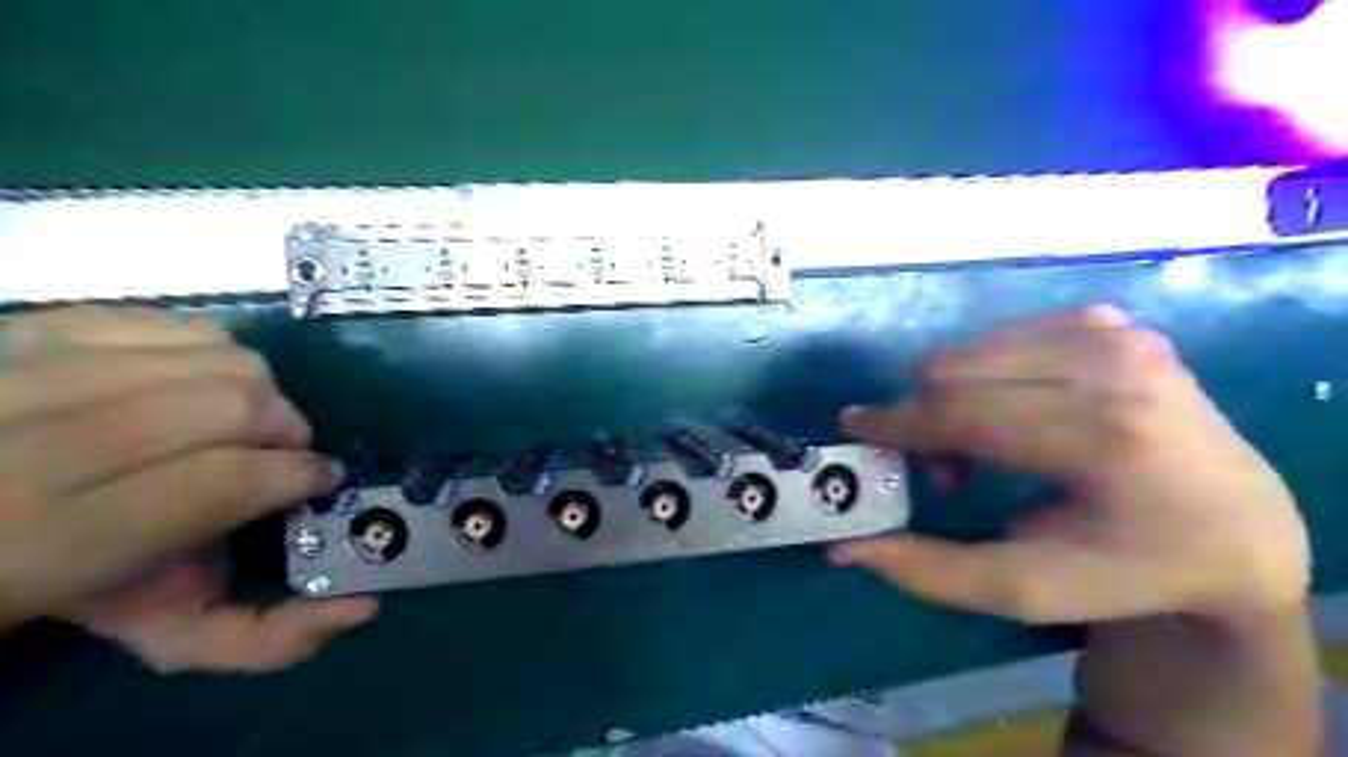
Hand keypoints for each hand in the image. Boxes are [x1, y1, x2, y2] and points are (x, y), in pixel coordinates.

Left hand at [1, 307, 375, 673]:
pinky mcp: (32, 329)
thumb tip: (363, 610)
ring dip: (260, 389)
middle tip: (284, 453)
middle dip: (285, 429)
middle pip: (230, 406)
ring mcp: (24, 374)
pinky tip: (201, 383)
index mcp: (53, 548)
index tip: (318, 481)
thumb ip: (264, 639)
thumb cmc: (82, 587)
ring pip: (216, 355)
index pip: (224, 482)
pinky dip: (213, 349)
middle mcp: (27, 451)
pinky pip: (173, 322)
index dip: (293, 474)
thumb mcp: (162, 634)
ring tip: (247, 420)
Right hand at [828, 306, 1310, 623]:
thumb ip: (929, 571)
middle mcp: (1115, 366)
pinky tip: (1014, 411)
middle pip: (955, 371)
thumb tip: (843, 549)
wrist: (1237, 527)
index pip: (963, 411)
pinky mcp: (1110, 321)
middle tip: (944, 469)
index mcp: (1107, 437)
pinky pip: (1001, 338)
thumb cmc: (1125, 566)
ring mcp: (1117, 334)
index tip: (854, 428)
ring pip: (970, 350)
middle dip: (926, 418)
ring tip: (983, 445)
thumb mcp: (1025, 590)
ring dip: (953, 397)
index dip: (896, 423)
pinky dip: (986, 376)